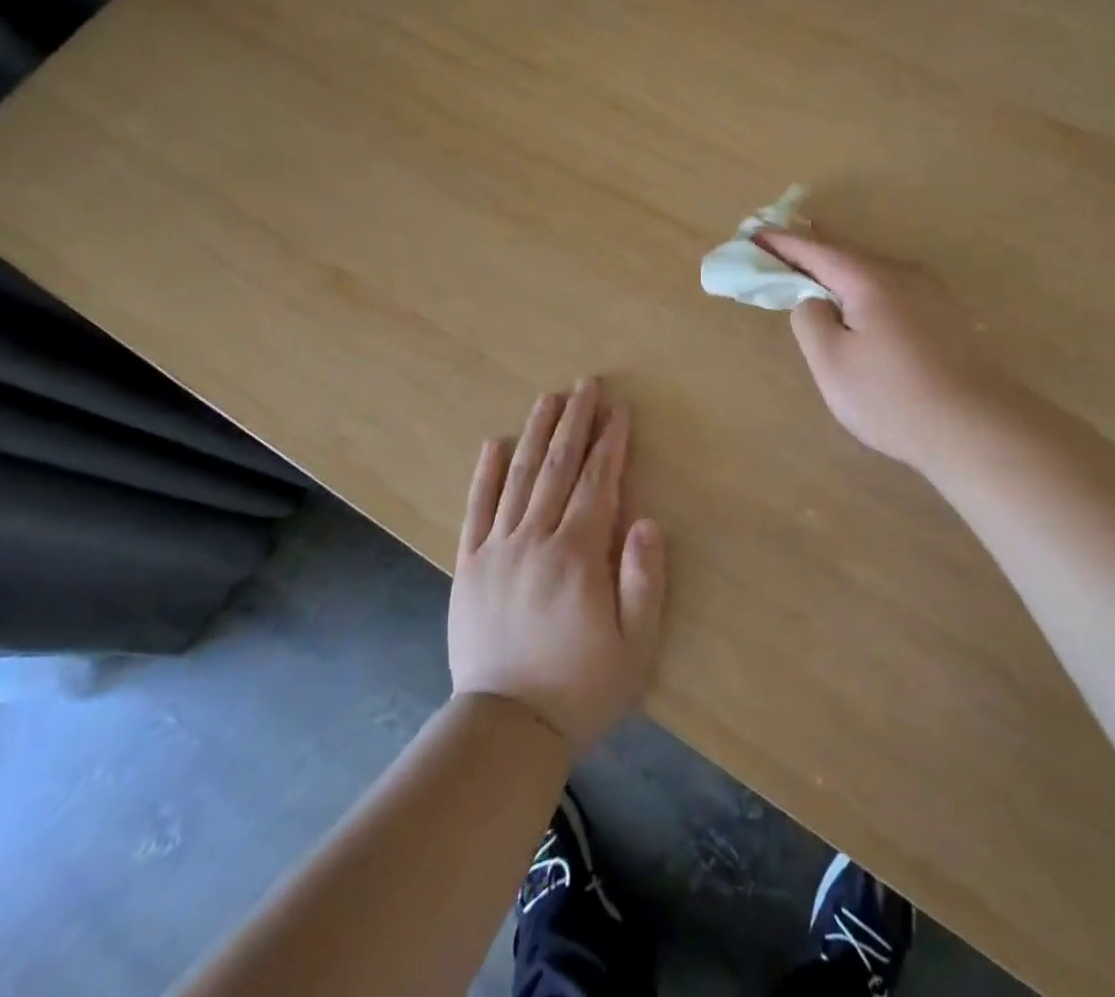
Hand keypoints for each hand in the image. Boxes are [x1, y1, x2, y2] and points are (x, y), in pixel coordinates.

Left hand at [448, 378, 666, 754]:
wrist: (506, 729)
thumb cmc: (581, 688)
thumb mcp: (635, 645)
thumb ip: (644, 579)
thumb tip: (646, 520)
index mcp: (577, 555)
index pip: (597, 483)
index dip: (610, 443)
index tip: (619, 409)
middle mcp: (535, 540)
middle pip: (557, 468)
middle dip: (576, 422)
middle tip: (587, 385)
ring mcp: (497, 549)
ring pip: (518, 478)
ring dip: (536, 433)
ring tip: (549, 398)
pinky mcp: (469, 565)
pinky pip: (475, 509)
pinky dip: (484, 474)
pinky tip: (493, 443)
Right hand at [756, 232, 1004, 473]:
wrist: (976, 427)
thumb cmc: (892, 396)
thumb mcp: (832, 362)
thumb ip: (810, 321)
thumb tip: (814, 301)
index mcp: (870, 279)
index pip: (817, 251)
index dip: (783, 244)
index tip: (754, 234)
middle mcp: (903, 274)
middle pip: (848, 253)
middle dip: (812, 248)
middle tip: (781, 243)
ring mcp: (930, 293)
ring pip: (873, 270)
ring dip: (840, 267)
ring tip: (816, 265)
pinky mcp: (945, 316)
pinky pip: (892, 287)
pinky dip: (865, 285)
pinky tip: (862, 299)